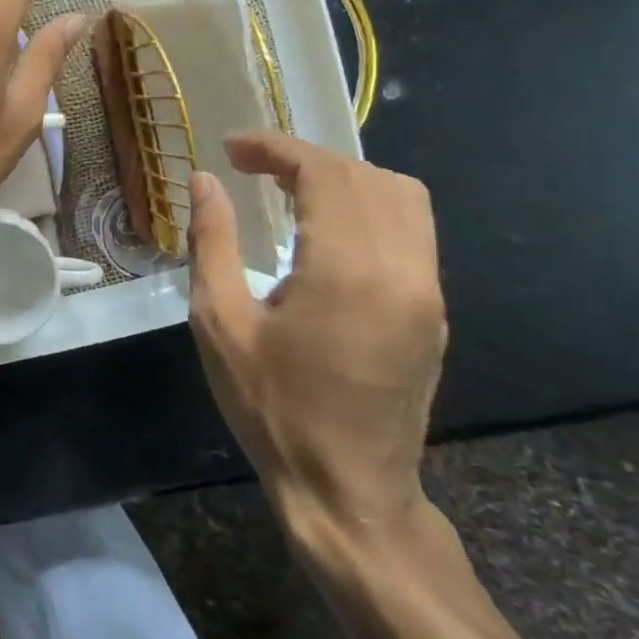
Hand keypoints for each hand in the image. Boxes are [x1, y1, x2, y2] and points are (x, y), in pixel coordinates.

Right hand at [185, 131, 446, 535]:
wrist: (348, 490)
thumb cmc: (271, 407)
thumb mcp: (220, 322)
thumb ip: (212, 241)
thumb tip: (205, 182)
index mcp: (349, 272)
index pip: (326, 174)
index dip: (277, 148)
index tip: (231, 148)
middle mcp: (403, 271)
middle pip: (368, 177)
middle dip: (306, 158)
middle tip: (251, 167)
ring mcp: (427, 293)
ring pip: (403, 198)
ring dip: (343, 179)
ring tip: (287, 190)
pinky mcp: (432, 313)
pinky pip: (411, 232)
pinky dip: (366, 208)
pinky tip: (322, 230)